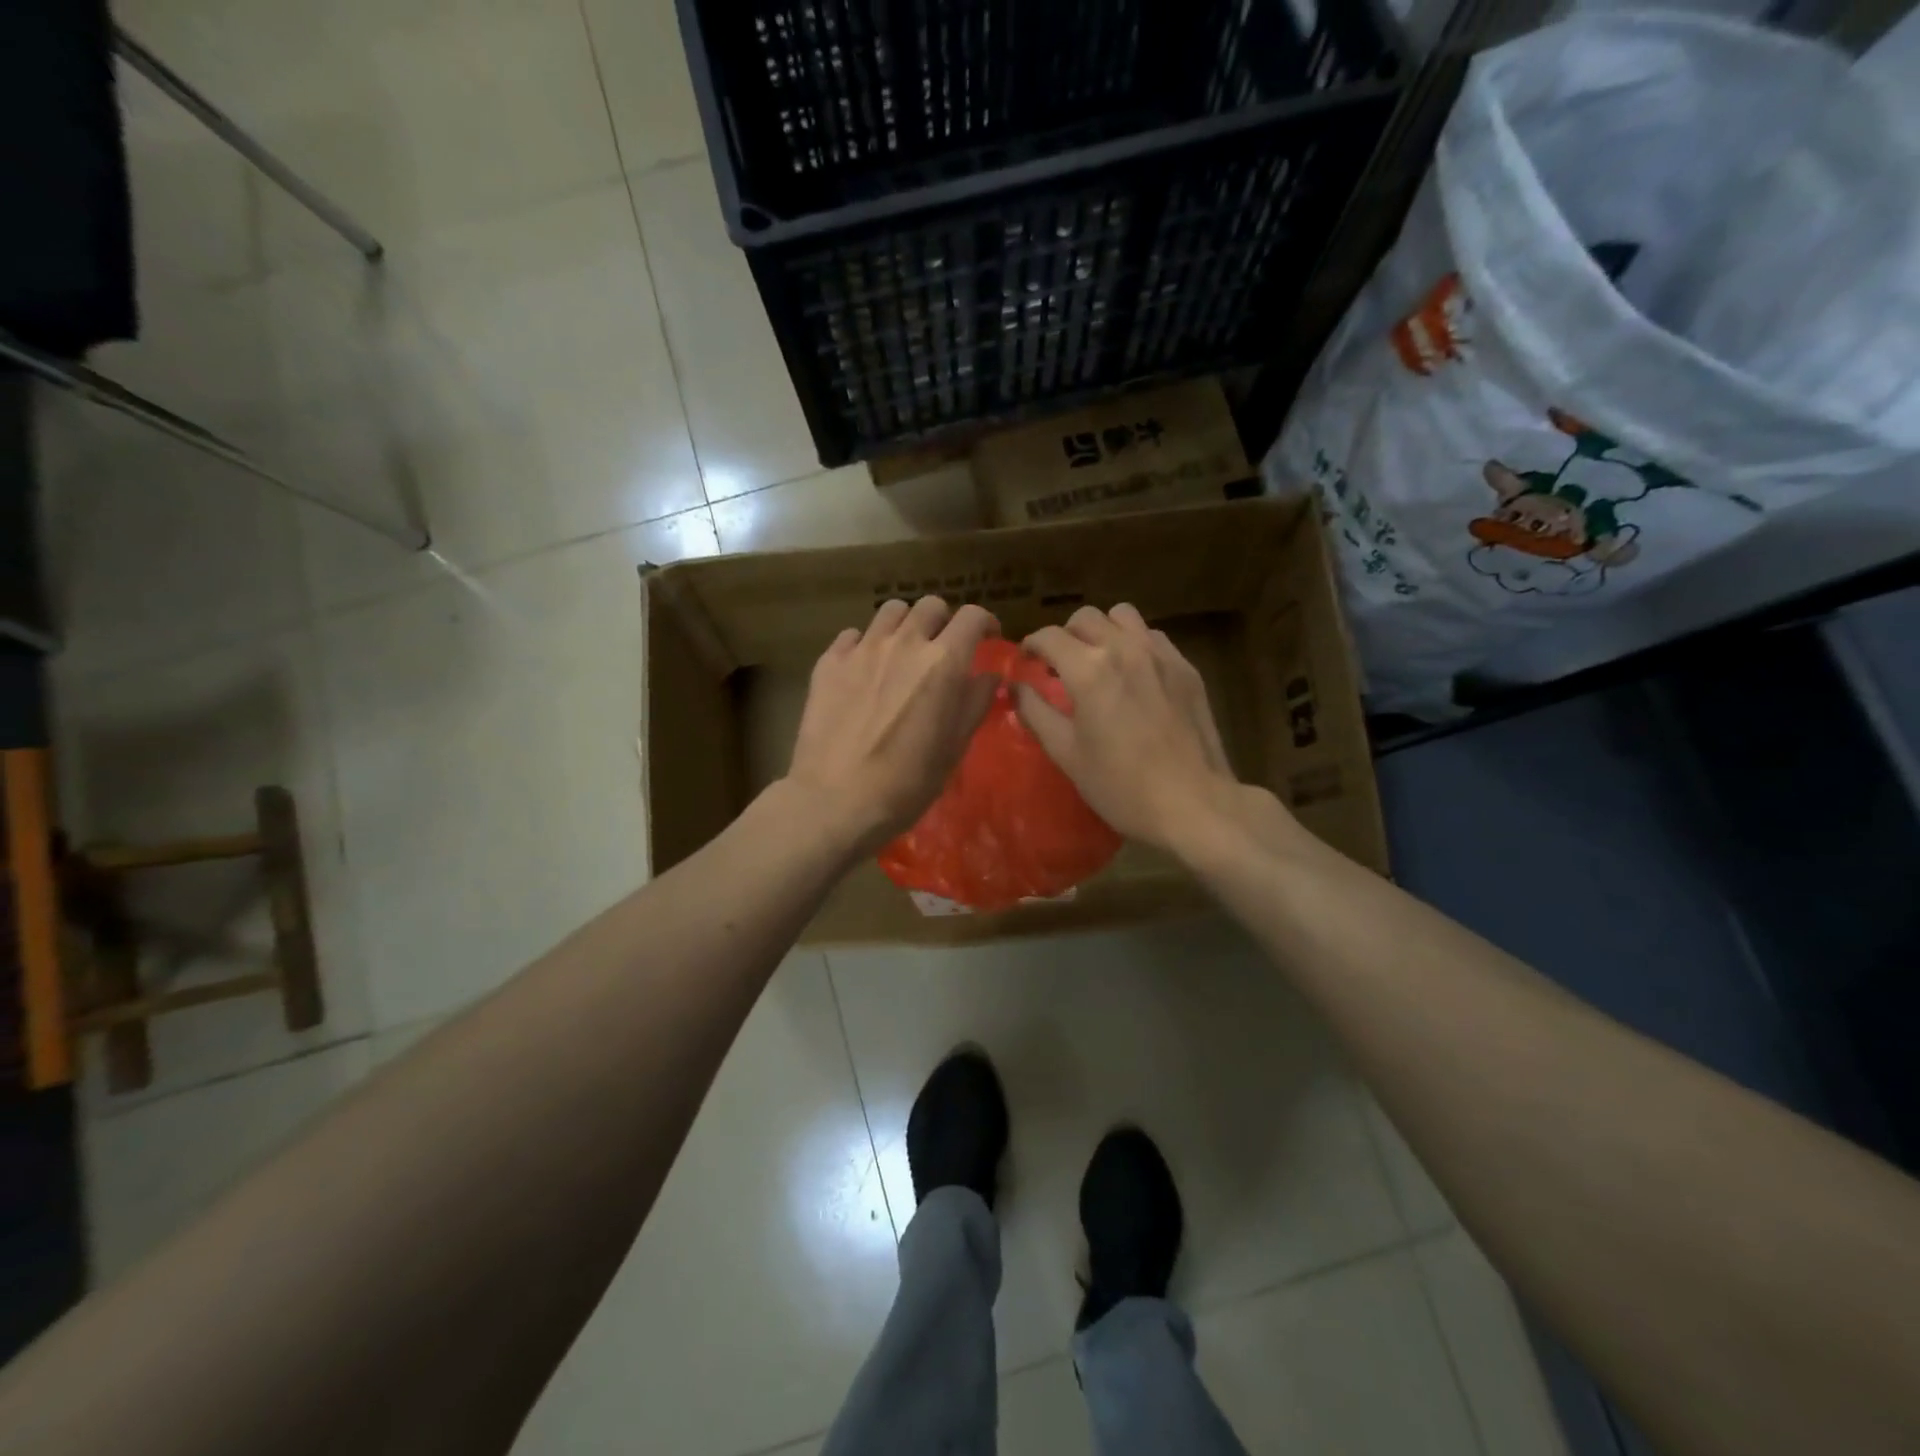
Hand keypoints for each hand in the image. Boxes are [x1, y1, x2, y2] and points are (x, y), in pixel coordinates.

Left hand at [784, 597, 999, 856]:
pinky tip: (865, 668)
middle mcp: (903, 644)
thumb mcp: (953, 748)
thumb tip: (988, 677)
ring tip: (904, 651)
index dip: (985, 622)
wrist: (835, 801)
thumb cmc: (906, 784)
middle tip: (943, 647)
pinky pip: (852, 635)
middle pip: (930, 606)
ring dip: (905, 625)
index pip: (972, 616)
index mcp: (942, 663)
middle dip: (944, 621)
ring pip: (891, 612)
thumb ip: (974, 704)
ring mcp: (861, 649)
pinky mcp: (828, 663)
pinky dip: (865, 644)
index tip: (987, 638)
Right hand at [1015, 604, 1261, 852]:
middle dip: (1065, 635)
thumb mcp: (1067, 755)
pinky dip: (1135, 644)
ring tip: (1099, 660)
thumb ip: (1036, 713)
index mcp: (1089, 670)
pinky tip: (1135, 675)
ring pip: (1123, 616)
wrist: (1194, 803)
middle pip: (1085, 617)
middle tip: (1060, 664)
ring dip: (1103, 630)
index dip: (1031, 645)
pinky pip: (1154, 636)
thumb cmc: (1121, 786)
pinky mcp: (1186, 668)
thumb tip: (1014, 687)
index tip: (1027, 662)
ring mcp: (1161, 655)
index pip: (1049, 636)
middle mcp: (1125, 649)